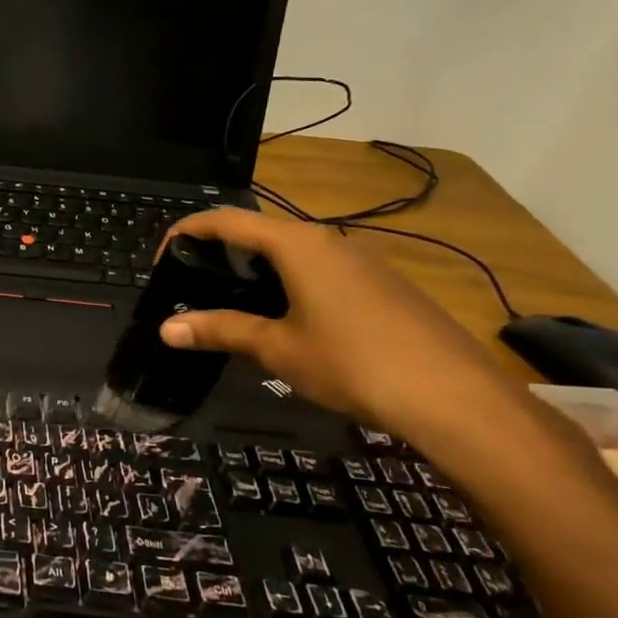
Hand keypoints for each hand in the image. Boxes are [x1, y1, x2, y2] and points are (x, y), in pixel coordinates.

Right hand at [154, 208, 523, 439]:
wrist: (455, 396)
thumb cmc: (352, 362)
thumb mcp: (276, 348)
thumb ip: (221, 330)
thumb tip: (167, 329)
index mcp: (297, 245)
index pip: (227, 221)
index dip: (187, 232)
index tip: (162, 258)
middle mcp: (329, 240)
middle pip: (260, 232)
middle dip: (220, 253)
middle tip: (193, 286)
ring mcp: (362, 260)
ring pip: (293, 251)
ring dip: (256, 269)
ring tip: (232, 304)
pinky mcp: (383, 283)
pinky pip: (321, 269)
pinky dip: (289, 282)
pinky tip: (288, 320)